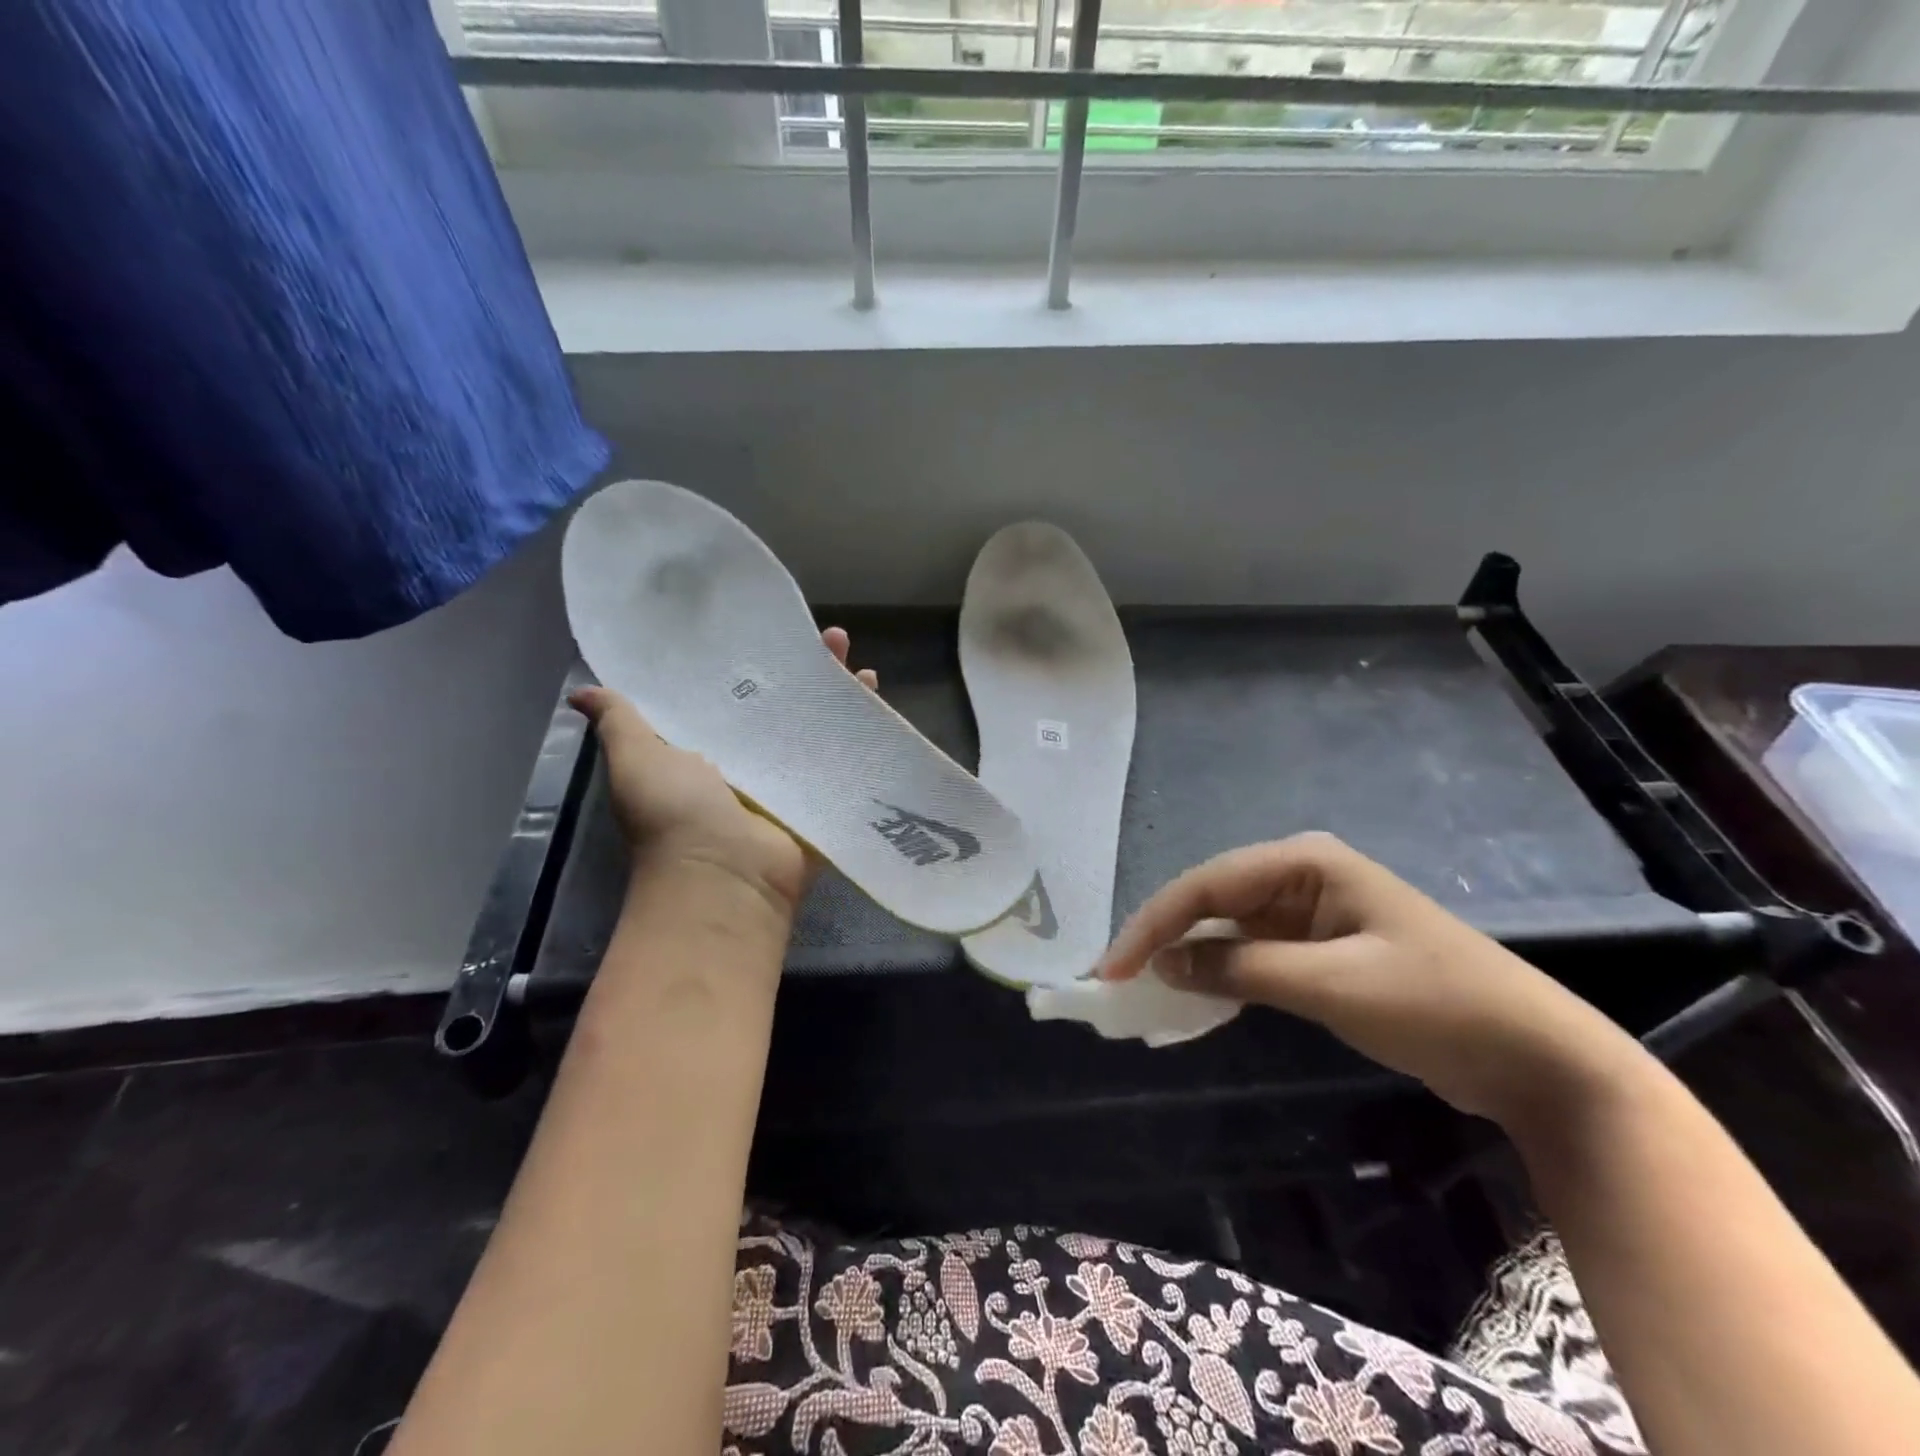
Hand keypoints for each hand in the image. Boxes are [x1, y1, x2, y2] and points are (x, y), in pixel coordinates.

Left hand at [568, 627, 878, 917]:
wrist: (722, 880)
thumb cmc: (675, 816)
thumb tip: (582, 694)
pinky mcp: (824, 804)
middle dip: (810, 675)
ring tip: (864, 668)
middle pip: (787, 709)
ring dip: (843, 699)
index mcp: (709, 753)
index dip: (755, 666)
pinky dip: (866, 738)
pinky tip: (881, 708)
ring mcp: (792, 786)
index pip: (736, 696)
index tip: (774, 633)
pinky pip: (849, 765)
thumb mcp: (637, 760)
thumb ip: (620, 722)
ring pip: (822, 732)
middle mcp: (752, 766)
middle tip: (832, 638)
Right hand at [1099, 832, 1646, 1128]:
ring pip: (1226, 927)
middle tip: (1116, 978)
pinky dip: (1220, 974)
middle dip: (1162, 936)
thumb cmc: (1437, 1004)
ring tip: (1141, 988)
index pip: (1207, 884)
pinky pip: (1251, 954)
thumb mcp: (1331, 985)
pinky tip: (1192, 996)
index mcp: (1305, 862)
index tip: (1113, 968)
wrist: (1536, 1058)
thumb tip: (1164, 964)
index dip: (1153, 924)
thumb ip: (1240, 968)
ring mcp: (1309, 913)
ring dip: (1186, 956)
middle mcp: (1300, 876)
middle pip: (1210, 900)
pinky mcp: (1318, 950)